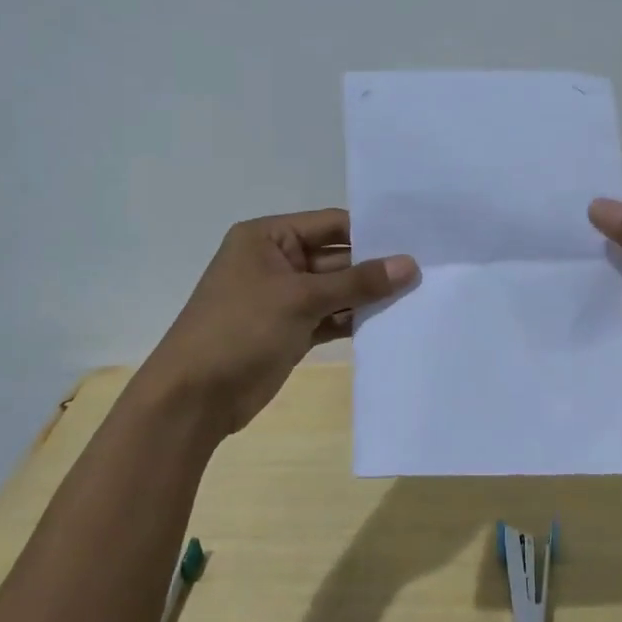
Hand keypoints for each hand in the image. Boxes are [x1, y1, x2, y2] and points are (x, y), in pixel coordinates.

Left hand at [139, 210, 416, 435]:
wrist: (195, 396)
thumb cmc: (241, 329)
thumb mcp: (300, 298)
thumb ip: (357, 282)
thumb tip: (409, 265)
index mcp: (268, 237)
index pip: (330, 224)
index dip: (371, 232)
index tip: (416, 240)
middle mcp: (276, 261)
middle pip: (336, 257)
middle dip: (375, 267)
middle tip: (426, 272)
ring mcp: (284, 298)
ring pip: (336, 290)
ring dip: (368, 297)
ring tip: (418, 297)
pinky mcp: (291, 330)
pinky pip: (330, 317)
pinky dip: (354, 321)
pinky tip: (389, 323)